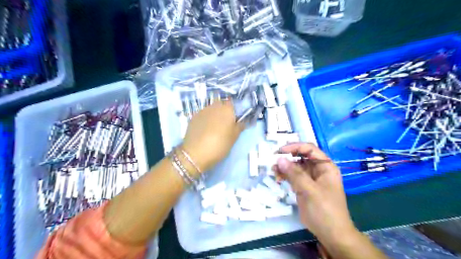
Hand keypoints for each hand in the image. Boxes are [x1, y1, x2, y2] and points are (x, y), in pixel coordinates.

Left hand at [182, 101, 244, 173]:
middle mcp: (214, 106)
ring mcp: (202, 111)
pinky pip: (203, 115)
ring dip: (214, 116)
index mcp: (227, 109)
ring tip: (213, 129)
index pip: (233, 104)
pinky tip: (204, 131)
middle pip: (221, 105)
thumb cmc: (220, 144)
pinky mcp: (193, 117)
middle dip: (223, 112)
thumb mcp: (234, 138)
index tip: (234, 120)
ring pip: (211, 110)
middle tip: (225, 125)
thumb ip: (239, 127)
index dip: (234, 111)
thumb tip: (242, 121)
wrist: (196, 153)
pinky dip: (205, 120)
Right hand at [273, 144, 355, 244]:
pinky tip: (277, 177)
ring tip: (273, 170)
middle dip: (287, 157)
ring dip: (284, 166)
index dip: (295, 147)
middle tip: (274, 160)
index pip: (309, 149)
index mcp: (325, 166)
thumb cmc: (325, 210)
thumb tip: (280, 159)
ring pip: (295, 166)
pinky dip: (285, 175)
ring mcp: (310, 178)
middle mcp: (318, 169)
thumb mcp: (310, 191)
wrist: (331, 234)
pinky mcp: (304, 186)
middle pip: (301, 156)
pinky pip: (293, 176)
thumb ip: (295, 174)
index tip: (280, 151)